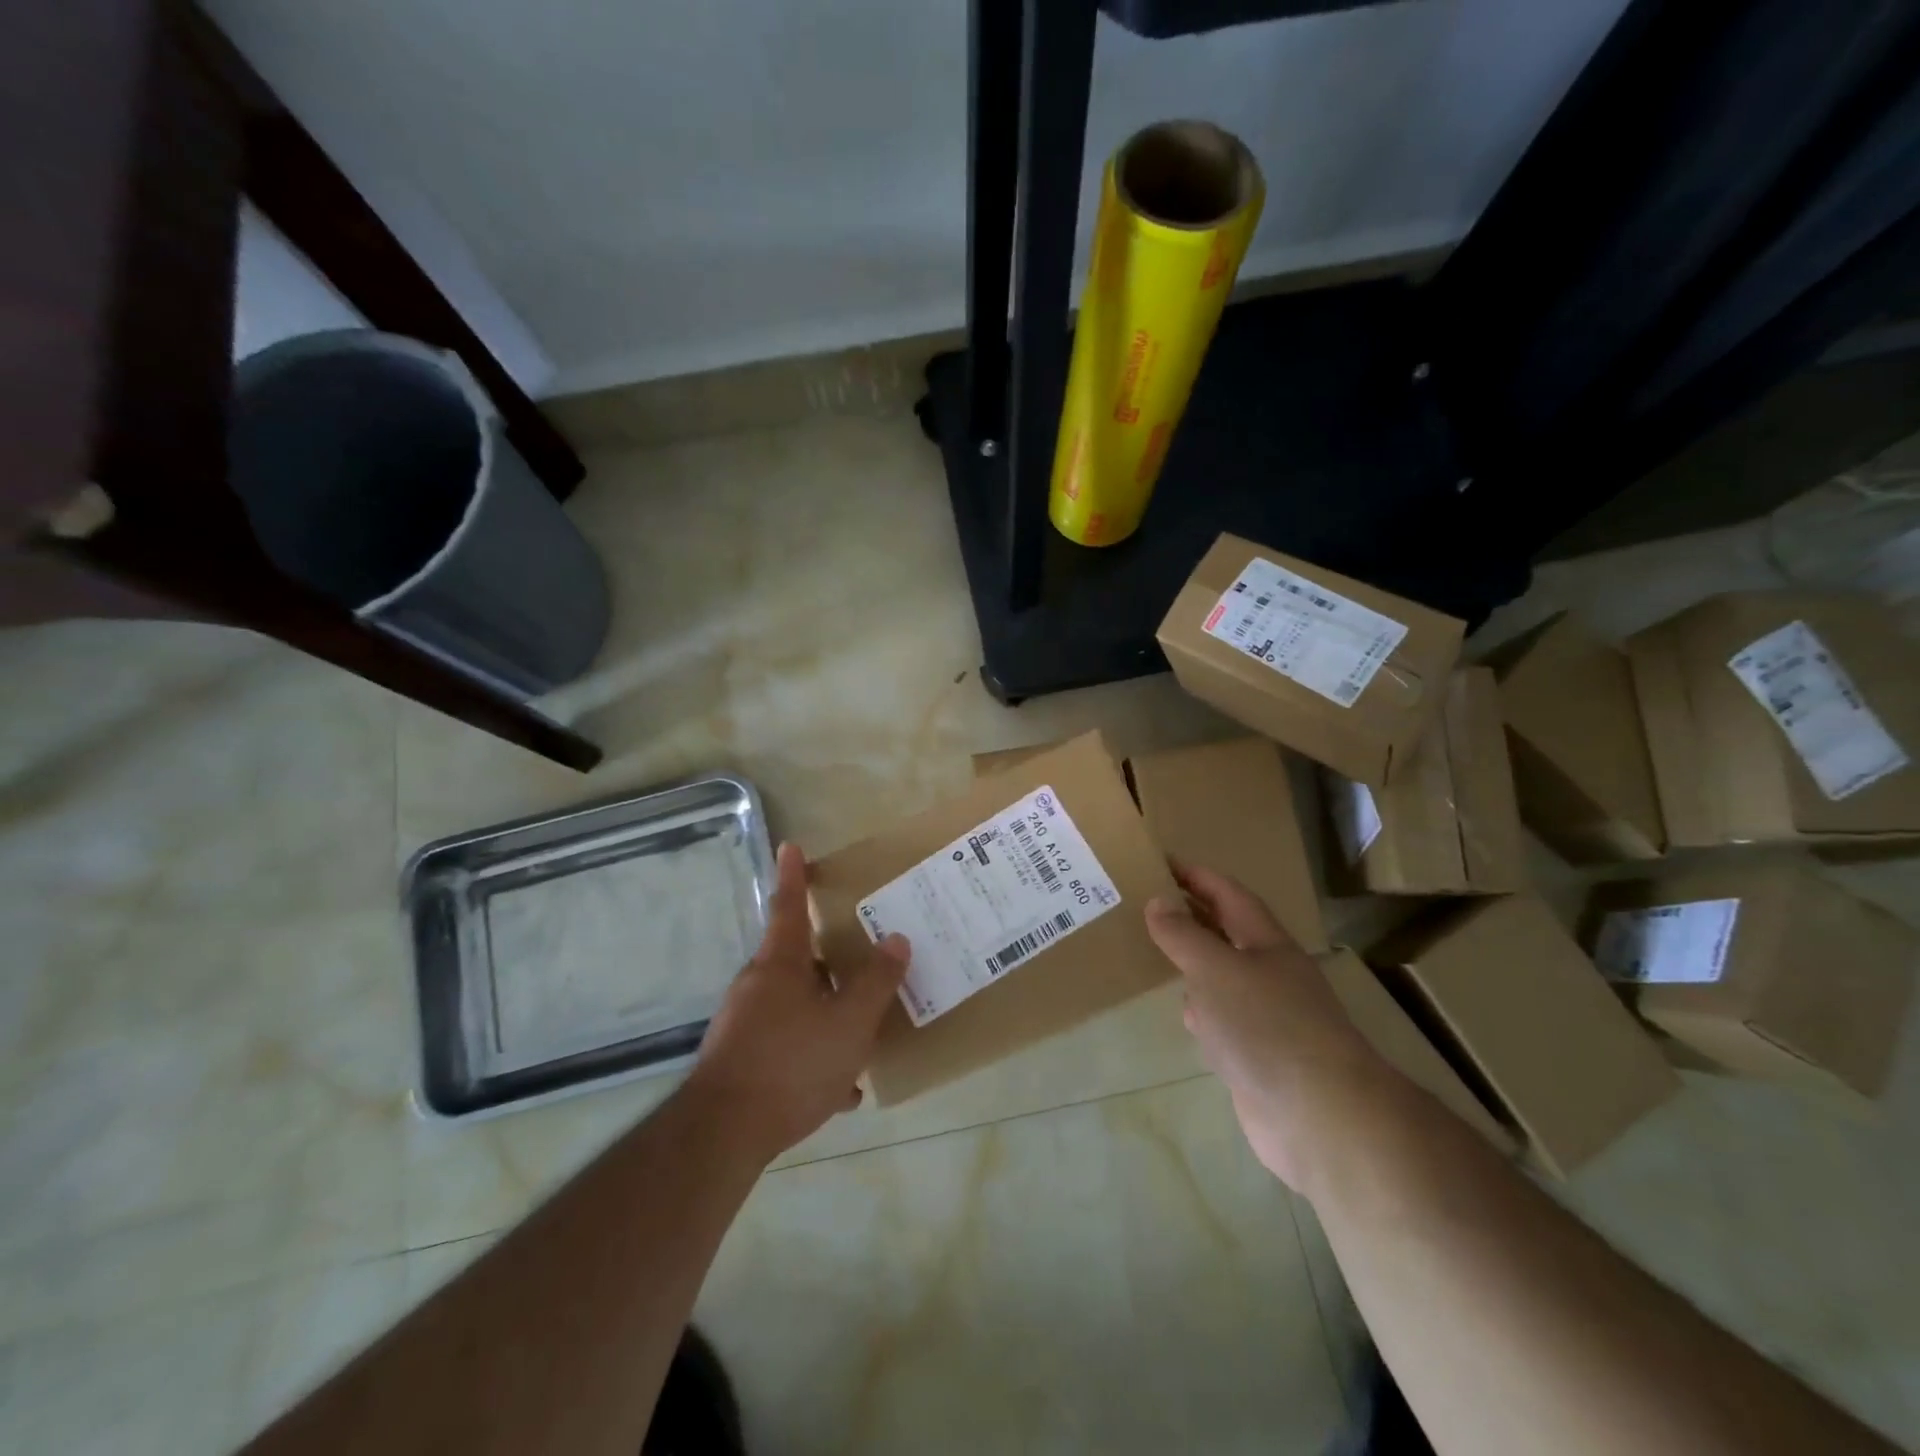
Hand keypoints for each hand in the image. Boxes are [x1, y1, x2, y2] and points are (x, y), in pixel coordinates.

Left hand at [686, 842, 909, 1162]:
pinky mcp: (740, 1059)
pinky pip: (786, 1045)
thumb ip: (876, 981)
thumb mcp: (849, 1023)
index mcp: (781, 964)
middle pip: (798, 959)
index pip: (790, 906)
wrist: (723, 1135)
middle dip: (830, 961)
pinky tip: (839, 1089)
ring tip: (861, 1037)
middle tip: (863, 963)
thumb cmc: (792, 1064)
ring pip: (796, 1005)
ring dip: (827, 1015)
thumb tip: (897, 939)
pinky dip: (813, 1055)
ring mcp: (745, 1023)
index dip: (794, 875)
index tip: (790, 845)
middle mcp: (757, 985)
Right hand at [1146, 864, 1389, 1190]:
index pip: (1228, 894)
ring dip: (1195, 961)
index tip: (1160, 861)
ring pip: (1224, 975)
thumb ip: (1183, 935)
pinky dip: (1202, 1009)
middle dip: (1192, 914)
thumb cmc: (1266, 1026)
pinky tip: (1185, 1014)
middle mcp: (1270, 973)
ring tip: (1155, 950)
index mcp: (1266, 943)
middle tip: (1146, 901)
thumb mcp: (1215, 969)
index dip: (1197, 875)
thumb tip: (1158, 902)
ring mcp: (1267, 1016)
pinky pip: (1224, 1018)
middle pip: (1227, 932)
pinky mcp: (1259, 1055)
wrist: (1320, 1117)